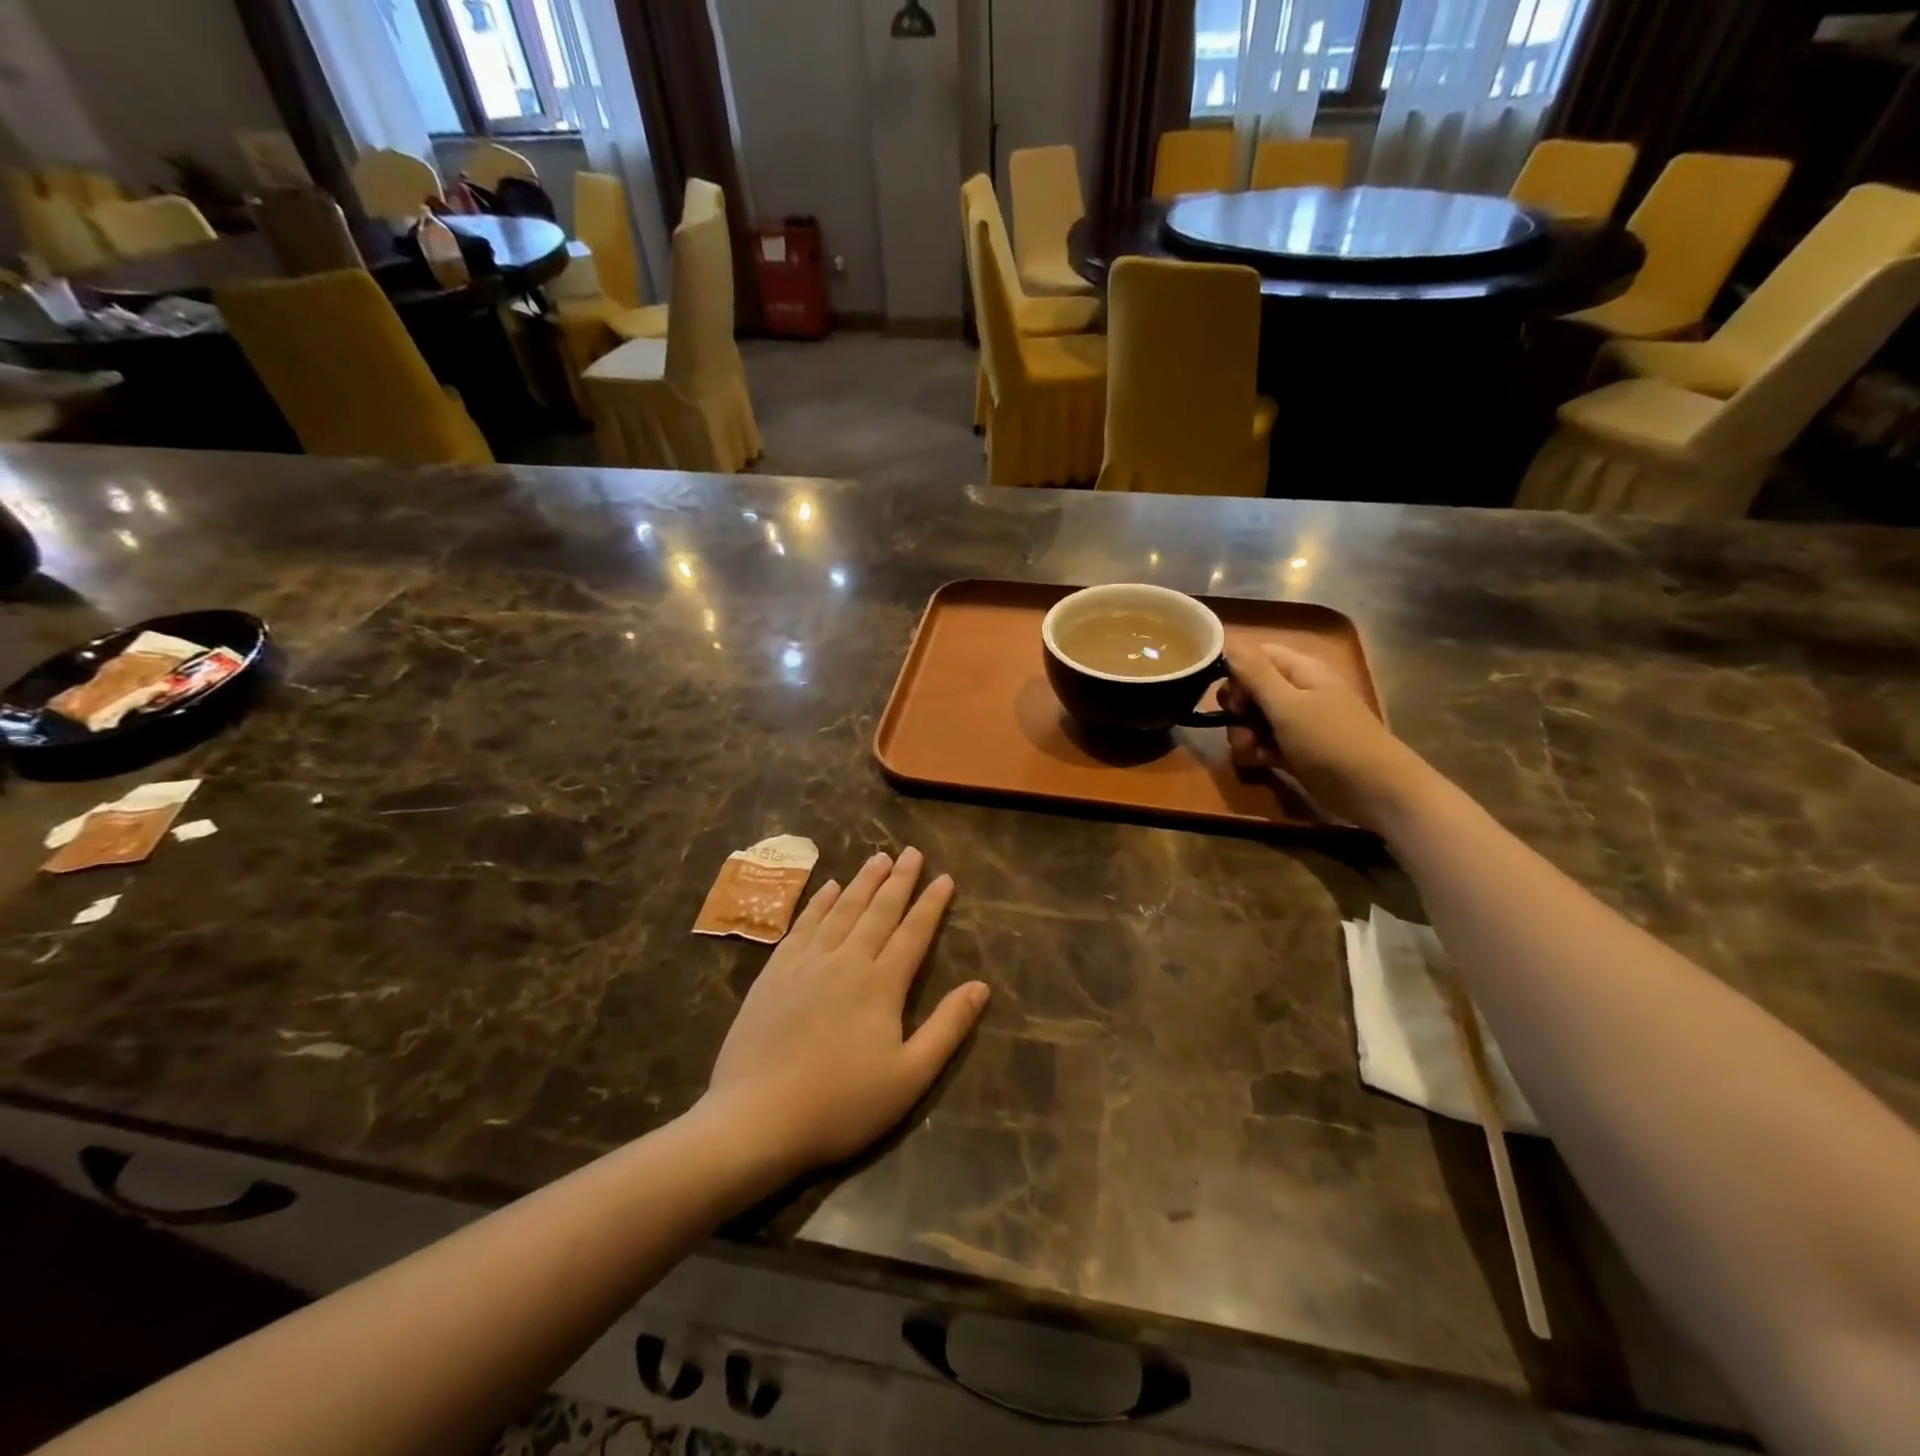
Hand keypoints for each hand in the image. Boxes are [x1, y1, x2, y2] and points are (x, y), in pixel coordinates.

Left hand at [701, 848, 988, 1180]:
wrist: (756, 1118)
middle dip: (899, 880)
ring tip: (878, 858)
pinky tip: (828, 888)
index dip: (932, 904)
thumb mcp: (909, 1077)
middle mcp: (846, 960)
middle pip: (878, 911)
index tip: (945, 878)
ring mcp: (806, 963)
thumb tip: (981, 986)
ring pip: (841, 910)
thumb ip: (947, 1028)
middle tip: (912, 852)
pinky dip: (819, 903)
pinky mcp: (774, 973)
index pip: (913, 933)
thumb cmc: (840, 1104)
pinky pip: (803, 925)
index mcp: (881, 984)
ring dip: (862, 882)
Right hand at [1222, 641, 1434, 831]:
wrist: (1373, 790)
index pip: (1257, 655)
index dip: (1236, 670)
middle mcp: (1297, 691)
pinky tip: (1260, 763)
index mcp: (1300, 670)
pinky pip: (1263, 743)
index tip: (1229, 693)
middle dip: (1236, 708)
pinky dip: (1256, 751)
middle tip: (1238, 722)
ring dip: (1242, 734)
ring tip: (1250, 750)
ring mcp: (1296, 723)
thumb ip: (1254, 673)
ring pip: (1253, 719)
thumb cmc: (1330, 740)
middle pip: (1250, 689)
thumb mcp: (1287, 704)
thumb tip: (1226, 640)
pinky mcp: (1294, 751)